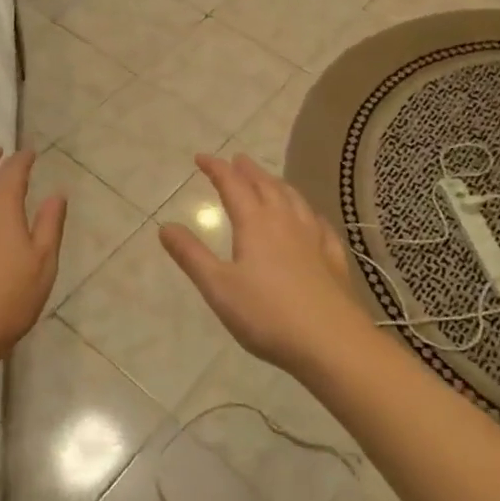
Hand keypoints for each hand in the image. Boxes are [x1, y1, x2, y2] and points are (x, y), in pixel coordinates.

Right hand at [159, 153, 367, 375]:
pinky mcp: (334, 259)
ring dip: (278, 185)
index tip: (201, 157)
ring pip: (294, 200)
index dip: (216, 168)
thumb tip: (165, 226)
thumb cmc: (267, 315)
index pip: (232, 185)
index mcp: (255, 223)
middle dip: (249, 171)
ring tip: (270, 180)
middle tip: (237, 160)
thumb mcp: (218, 287)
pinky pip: (320, 224)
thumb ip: (191, 255)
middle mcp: (286, 222)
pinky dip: (309, 213)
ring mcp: (314, 239)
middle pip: (266, 186)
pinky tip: (312, 219)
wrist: (332, 342)